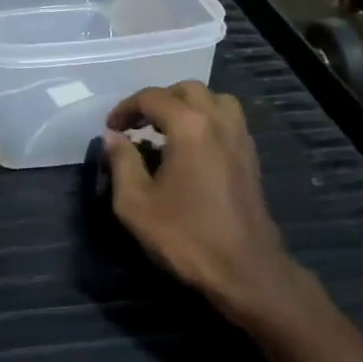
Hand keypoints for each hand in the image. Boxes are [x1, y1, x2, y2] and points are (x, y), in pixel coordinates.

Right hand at [103, 82, 295, 320]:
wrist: (245, 271)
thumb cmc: (185, 236)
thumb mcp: (136, 203)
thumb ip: (122, 162)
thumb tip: (113, 137)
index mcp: (189, 126)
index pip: (152, 98)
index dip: (126, 108)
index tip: (111, 128)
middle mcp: (219, 121)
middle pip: (186, 90)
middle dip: (157, 101)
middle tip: (137, 125)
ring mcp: (240, 138)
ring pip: (214, 99)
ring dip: (187, 106)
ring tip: (167, 129)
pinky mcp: (251, 157)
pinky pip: (228, 119)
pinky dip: (207, 120)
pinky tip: (192, 147)